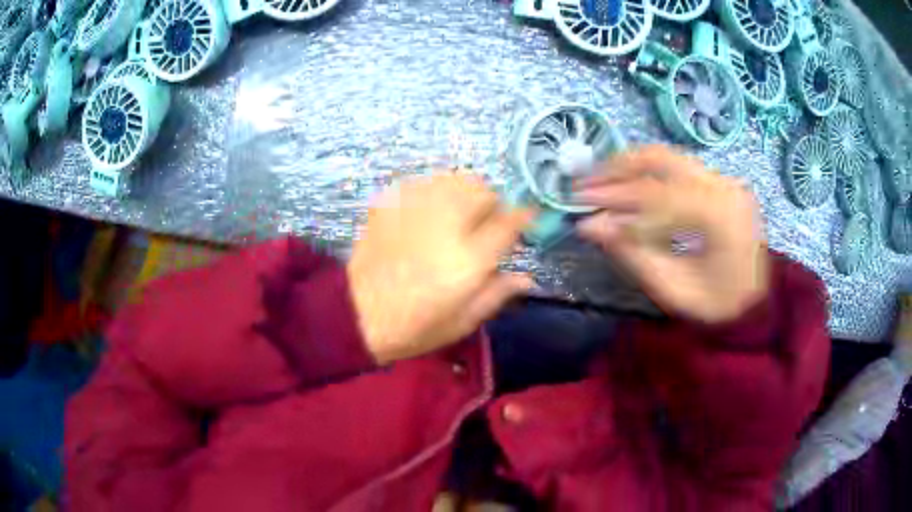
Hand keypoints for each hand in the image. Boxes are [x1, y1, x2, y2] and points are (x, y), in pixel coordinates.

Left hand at [348, 173, 533, 363]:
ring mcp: (416, 209)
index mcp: (469, 259)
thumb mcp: (462, 321)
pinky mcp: (391, 203)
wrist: (356, 313)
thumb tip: (527, 278)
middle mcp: (446, 225)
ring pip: (455, 178)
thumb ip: (497, 294)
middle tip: (485, 222)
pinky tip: (429, 211)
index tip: (526, 217)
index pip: (510, 222)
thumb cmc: (414, 326)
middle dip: (493, 202)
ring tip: (458, 212)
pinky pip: (425, 182)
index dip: (524, 216)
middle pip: (483, 190)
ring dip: (466, 192)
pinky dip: (436, 191)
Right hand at [575, 146, 769, 324]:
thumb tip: (589, 225)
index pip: (656, 194)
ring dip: (629, 166)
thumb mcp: (673, 289)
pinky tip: (628, 185)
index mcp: (719, 214)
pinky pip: (677, 168)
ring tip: (599, 181)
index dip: (613, 197)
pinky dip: (648, 174)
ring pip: (668, 157)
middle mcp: (724, 185)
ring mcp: (724, 180)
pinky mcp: (720, 183)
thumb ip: (633, 254)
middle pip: (660, 159)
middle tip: (584, 184)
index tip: (579, 203)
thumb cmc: (717, 305)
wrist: (756, 304)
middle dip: (617, 169)